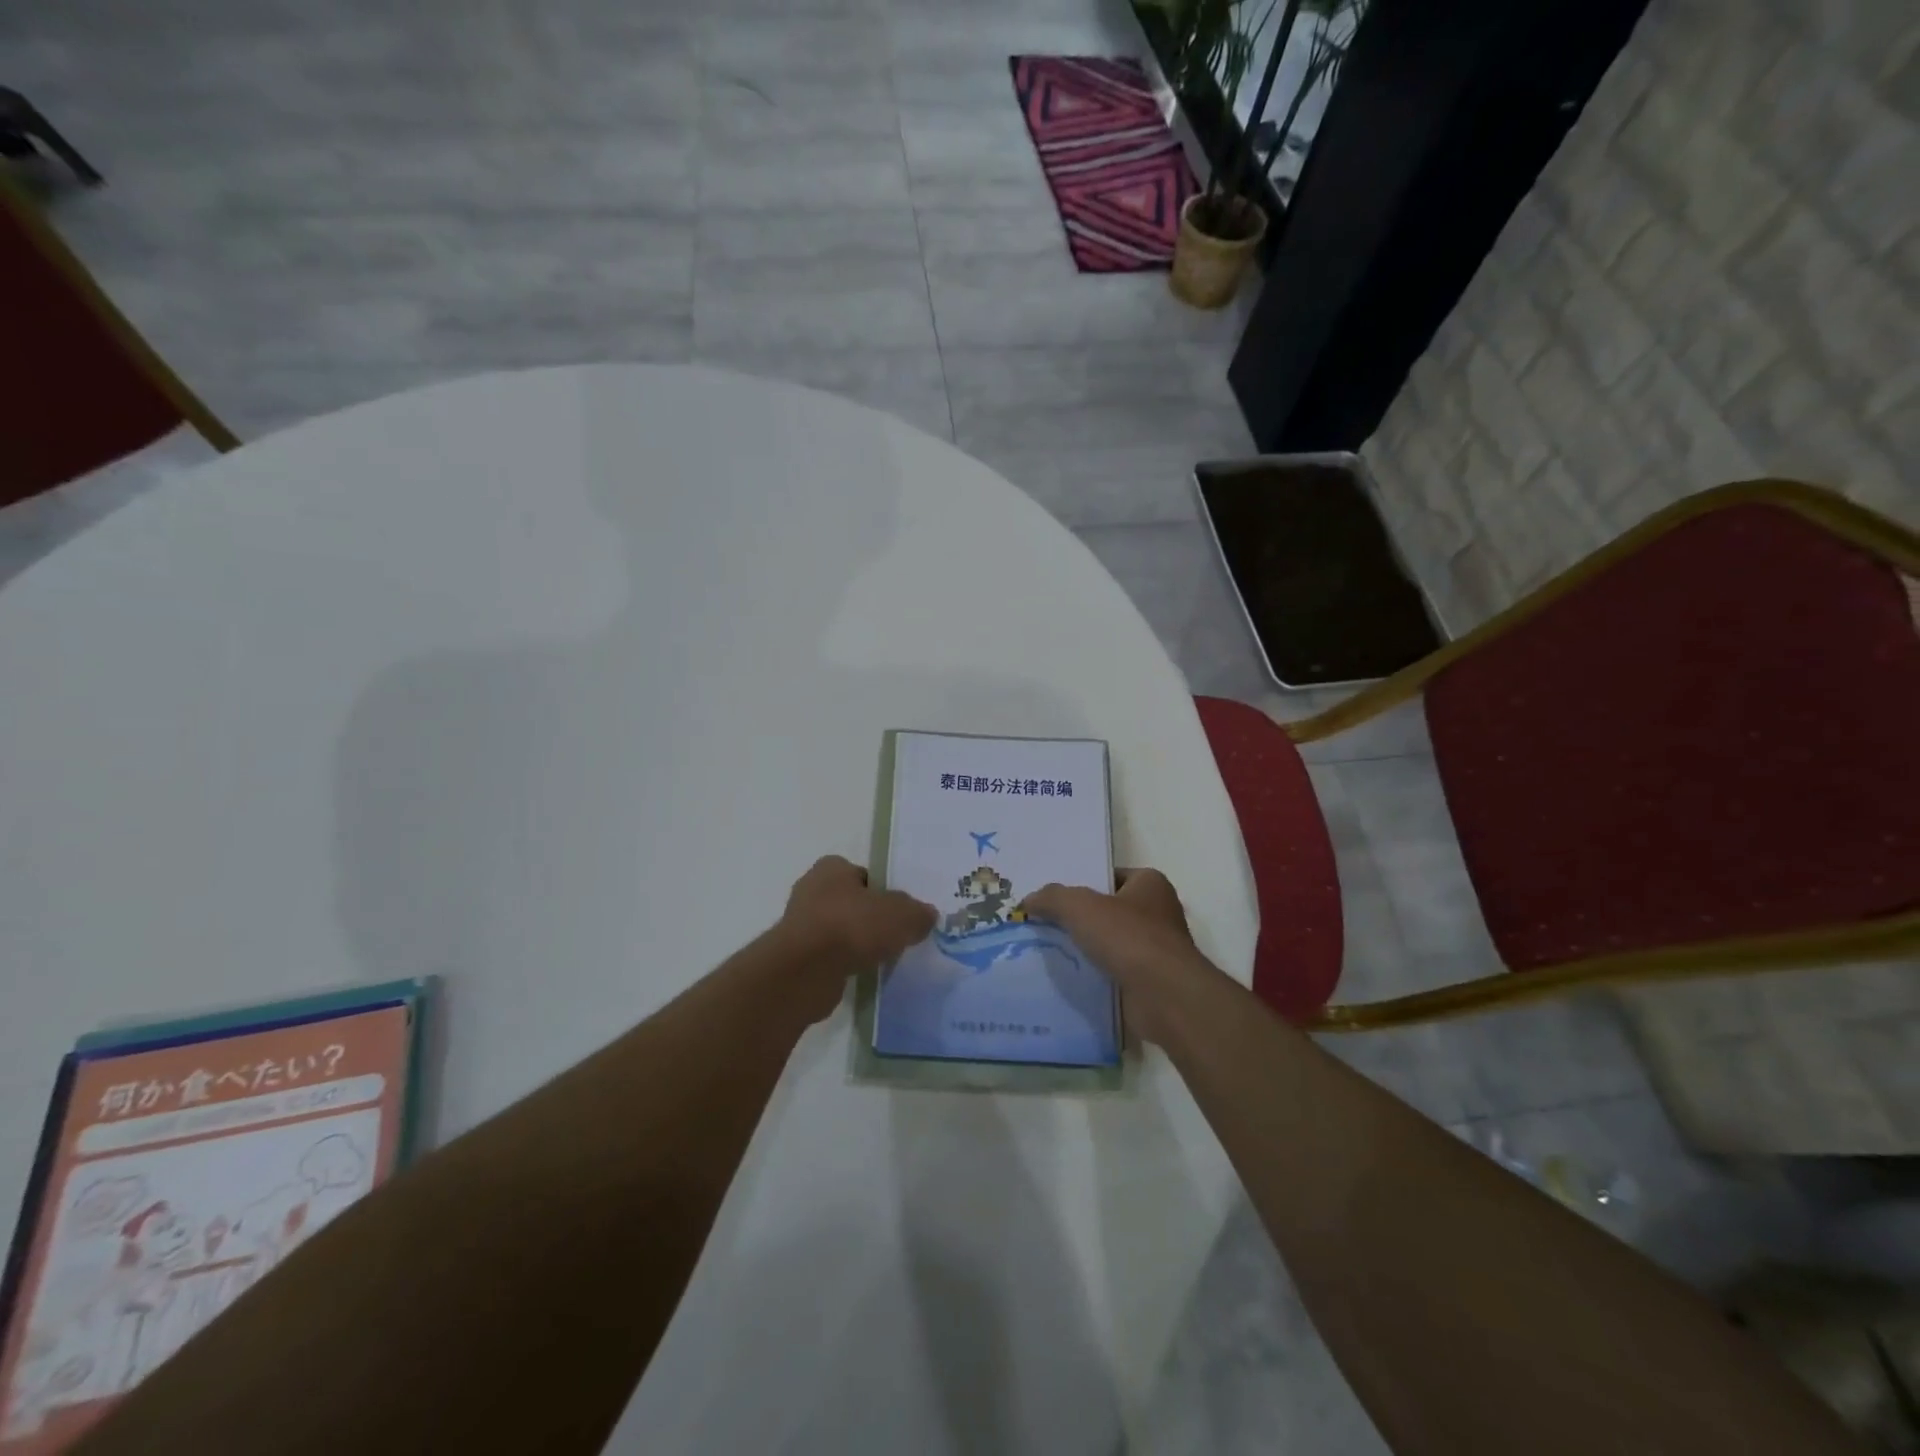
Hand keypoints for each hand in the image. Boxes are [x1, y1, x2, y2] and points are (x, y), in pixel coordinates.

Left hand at [779, 856, 935, 1020]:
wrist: (806, 971)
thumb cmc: (853, 926)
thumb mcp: (901, 915)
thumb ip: (917, 913)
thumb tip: (926, 916)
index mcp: (832, 868)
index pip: (863, 874)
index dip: (882, 890)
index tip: (898, 912)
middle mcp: (811, 889)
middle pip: (851, 902)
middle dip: (869, 917)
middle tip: (893, 935)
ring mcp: (800, 924)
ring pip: (839, 929)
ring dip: (855, 942)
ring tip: (880, 958)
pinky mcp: (795, 956)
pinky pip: (828, 955)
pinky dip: (843, 963)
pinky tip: (859, 973)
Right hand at [1021, 869, 1209, 1042]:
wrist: (1165, 996)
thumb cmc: (1128, 937)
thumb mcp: (1080, 906)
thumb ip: (1052, 898)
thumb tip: (1028, 901)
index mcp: (1150, 884)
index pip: (1111, 877)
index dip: (1084, 884)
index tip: (1055, 898)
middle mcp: (1159, 913)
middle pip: (1109, 911)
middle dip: (1081, 919)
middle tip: (1045, 925)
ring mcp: (1157, 950)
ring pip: (1111, 944)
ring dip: (1087, 950)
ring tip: (1050, 953)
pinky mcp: (1151, 982)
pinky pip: (1115, 973)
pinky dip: (1096, 976)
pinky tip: (1069, 980)